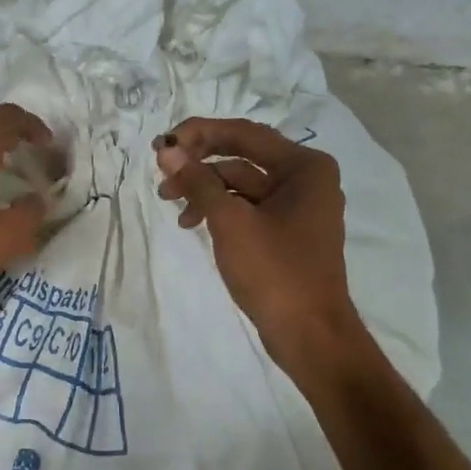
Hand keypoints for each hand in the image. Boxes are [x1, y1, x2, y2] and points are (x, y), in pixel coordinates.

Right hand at [154, 118, 358, 366]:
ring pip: (240, 182)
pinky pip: (246, 206)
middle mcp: (305, 179)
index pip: (244, 134)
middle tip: (160, 171)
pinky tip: (191, 222)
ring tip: (169, 202)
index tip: (162, 145)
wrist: (310, 335)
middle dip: (198, 163)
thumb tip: (167, 150)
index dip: (199, 133)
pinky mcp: (285, 231)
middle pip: (241, 156)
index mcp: (304, 167)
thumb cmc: (275, 272)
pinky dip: (218, 209)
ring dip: (204, 188)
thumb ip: (197, 181)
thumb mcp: (230, 222)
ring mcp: (296, 206)